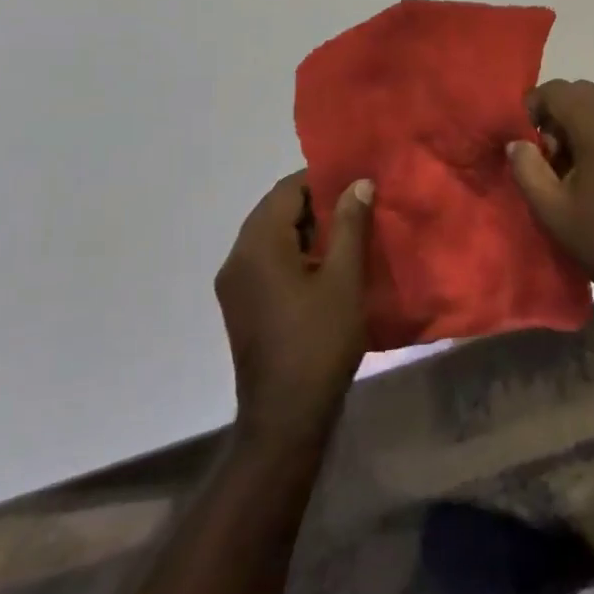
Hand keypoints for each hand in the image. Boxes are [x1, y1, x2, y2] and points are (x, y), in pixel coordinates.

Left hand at [215, 171, 371, 431]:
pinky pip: (267, 259)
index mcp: (258, 246)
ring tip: (349, 228)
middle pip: (274, 210)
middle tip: (358, 201)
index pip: (286, 190)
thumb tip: (358, 183)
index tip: (356, 179)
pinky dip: (295, 249)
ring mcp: (235, 284)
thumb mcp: (344, 278)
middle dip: (315, 201)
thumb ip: (350, 225)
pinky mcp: (242, 304)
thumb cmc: (319, 340)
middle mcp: (237, 259)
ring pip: (271, 235)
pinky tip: (327, 262)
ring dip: (306, 226)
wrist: (285, 415)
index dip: (321, 178)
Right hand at [506, 79, 593, 300]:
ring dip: (581, 123)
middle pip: (582, 92)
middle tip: (548, 158)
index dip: (533, 109)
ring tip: (572, 170)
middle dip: (557, 115)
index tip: (525, 144)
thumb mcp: (554, 211)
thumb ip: (528, 169)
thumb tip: (518, 143)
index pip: (557, 90)